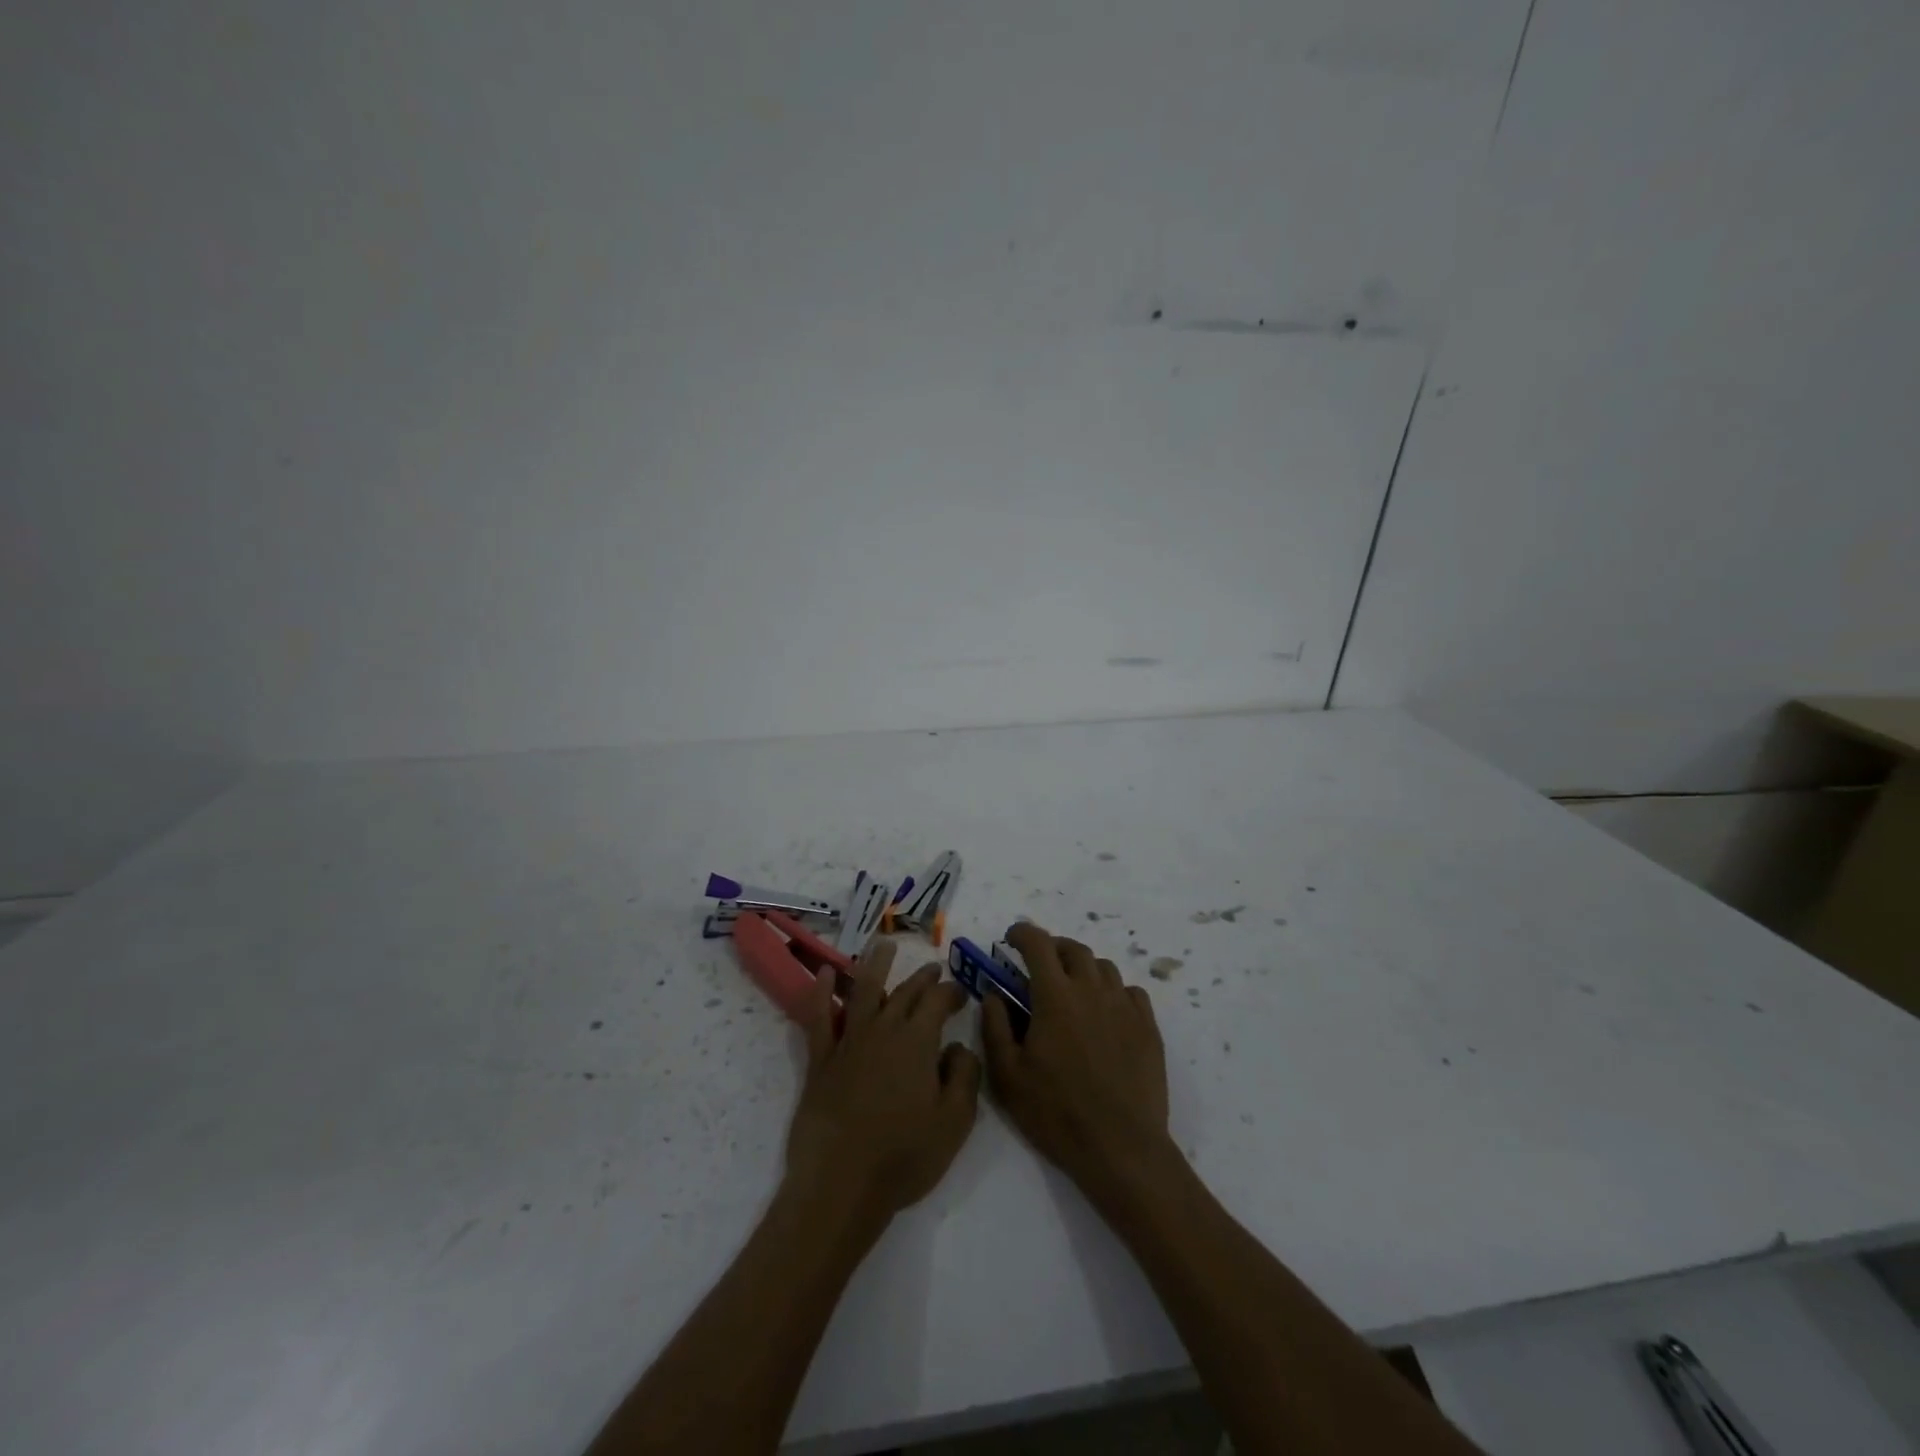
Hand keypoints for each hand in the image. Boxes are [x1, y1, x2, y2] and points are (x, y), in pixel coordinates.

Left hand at [784, 938, 982, 1231]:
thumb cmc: (904, 1156)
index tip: (961, 992)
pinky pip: (820, 1018)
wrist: (841, 1184)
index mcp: (918, 1041)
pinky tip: (822, 973)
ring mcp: (848, 1042)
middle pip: (905, 992)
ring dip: (875, 965)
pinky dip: (821, 992)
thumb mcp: (955, 1122)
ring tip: (882, 945)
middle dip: (922, 978)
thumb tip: (959, 1047)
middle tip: (933, 968)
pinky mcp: (821, 1060)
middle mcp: (883, 1030)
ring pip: (863, 991)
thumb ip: (965, 1076)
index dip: (951, 991)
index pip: (938, 1001)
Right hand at [981, 923, 1177, 1205]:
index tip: (1010, 939)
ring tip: (1072, 989)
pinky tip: (1105, 1013)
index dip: (1022, 933)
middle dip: (1052, 948)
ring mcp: (1124, 1006)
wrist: (1121, 1148)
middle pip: (1073, 948)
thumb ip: (995, 1026)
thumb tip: (993, 994)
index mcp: (1055, 996)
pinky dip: (1112, 991)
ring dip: (1083, 968)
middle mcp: (1092, 990)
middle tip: (1038, 965)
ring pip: (1103, 967)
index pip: (1038, 943)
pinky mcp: (1148, 1027)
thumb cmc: (1056, 1112)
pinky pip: (1130, 992)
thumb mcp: (1008, 1075)